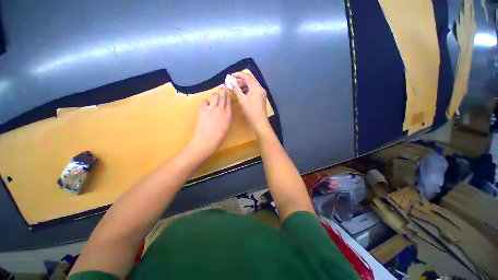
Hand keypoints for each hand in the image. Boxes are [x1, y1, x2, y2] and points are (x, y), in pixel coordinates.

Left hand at [191, 86, 231, 156]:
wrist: (207, 139)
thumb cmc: (219, 136)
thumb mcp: (226, 126)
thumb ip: (226, 116)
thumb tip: (225, 111)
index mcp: (228, 115)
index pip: (229, 102)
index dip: (228, 96)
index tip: (227, 93)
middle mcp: (221, 109)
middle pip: (222, 96)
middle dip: (222, 91)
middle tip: (222, 87)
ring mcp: (212, 108)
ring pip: (214, 96)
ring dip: (214, 96)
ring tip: (214, 98)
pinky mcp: (203, 109)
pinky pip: (205, 101)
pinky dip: (206, 102)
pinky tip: (206, 106)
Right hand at [231, 72, 271, 135]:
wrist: (260, 122)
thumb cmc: (250, 111)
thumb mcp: (242, 100)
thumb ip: (236, 89)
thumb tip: (231, 81)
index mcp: (256, 87)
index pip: (247, 77)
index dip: (238, 75)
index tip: (231, 75)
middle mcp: (260, 88)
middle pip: (250, 79)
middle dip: (241, 79)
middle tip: (233, 81)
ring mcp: (262, 93)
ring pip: (252, 84)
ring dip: (244, 84)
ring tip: (236, 87)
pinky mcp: (261, 97)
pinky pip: (254, 89)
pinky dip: (248, 89)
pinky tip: (242, 92)